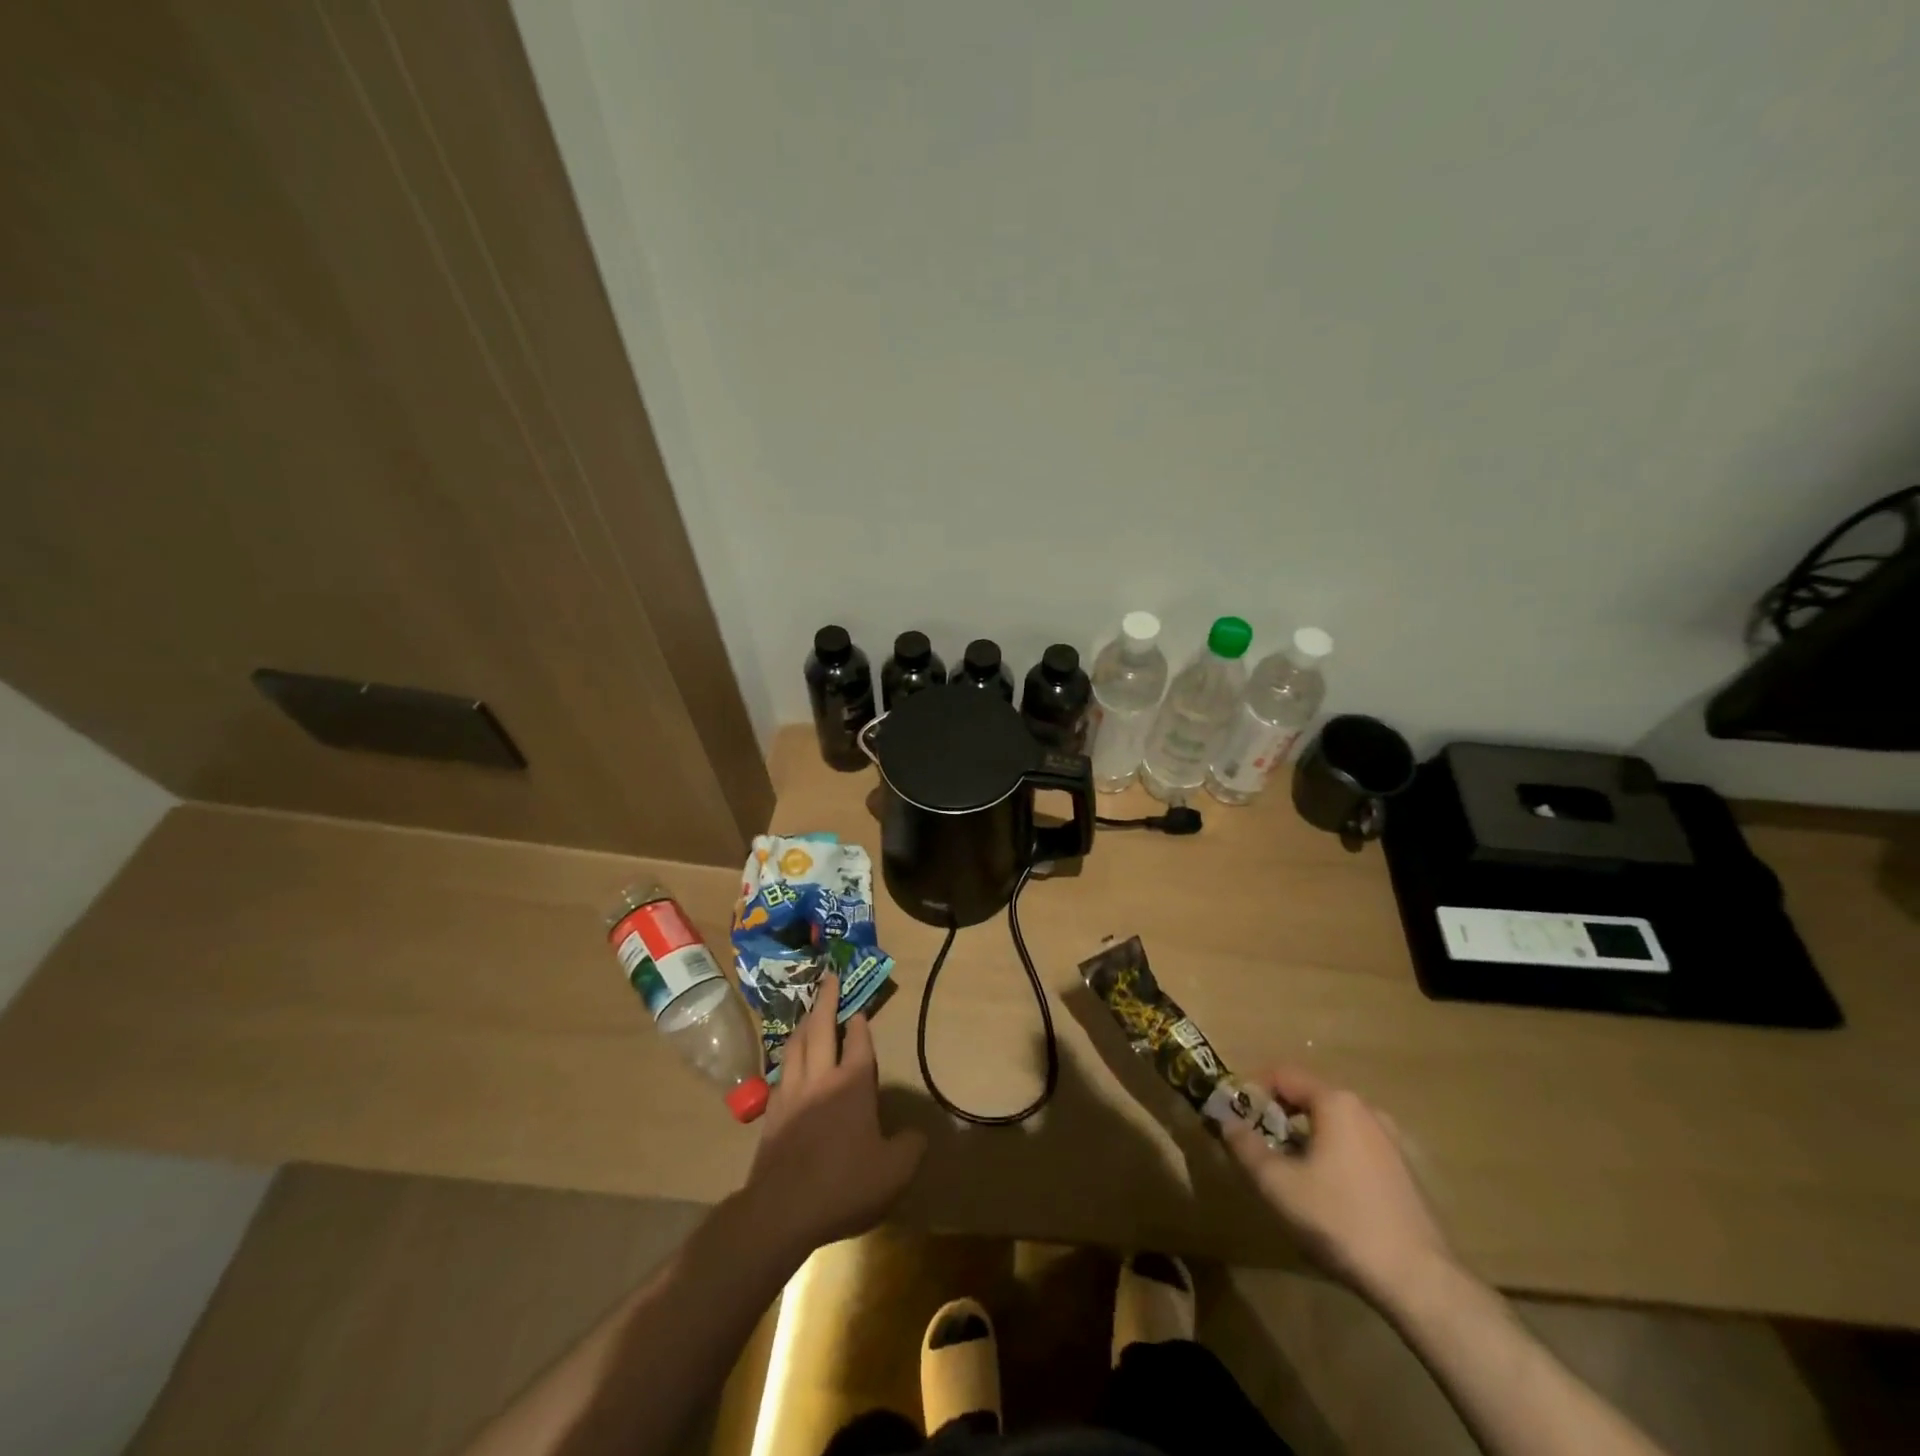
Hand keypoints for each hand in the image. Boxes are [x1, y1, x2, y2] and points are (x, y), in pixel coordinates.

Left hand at [744, 973, 925, 1258]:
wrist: (781, 1210)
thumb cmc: (843, 1184)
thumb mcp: (894, 1172)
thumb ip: (910, 1147)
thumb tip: (916, 1134)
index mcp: (852, 1084)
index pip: (858, 1041)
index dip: (860, 1021)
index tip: (860, 1005)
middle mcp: (820, 1078)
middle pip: (820, 1028)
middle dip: (826, 999)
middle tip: (829, 977)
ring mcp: (791, 1093)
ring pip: (796, 1044)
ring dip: (804, 1022)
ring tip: (808, 1010)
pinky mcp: (771, 1113)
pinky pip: (781, 1070)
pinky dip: (788, 1055)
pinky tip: (789, 1060)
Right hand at [1223, 1066, 1453, 1300]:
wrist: (1419, 1280)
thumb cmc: (1340, 1220)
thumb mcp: (1278, 1184)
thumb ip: (1245, 1147)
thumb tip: (1226, 1121)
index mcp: (1335, 1102)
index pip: (1282, 1075)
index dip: (1252, 1090)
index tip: (1235, 1117)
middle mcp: (1365, 1109)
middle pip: (1308, 1097)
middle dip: (1277, 1117)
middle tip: (1258, 1147)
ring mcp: (1390, 1140)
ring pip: (1332, 1124)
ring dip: (1305, 1138)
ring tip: (1289, 1174)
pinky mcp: (1404, 1170)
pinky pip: (1355, 1146)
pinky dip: (1332, 1155)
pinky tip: (1327, 1194)